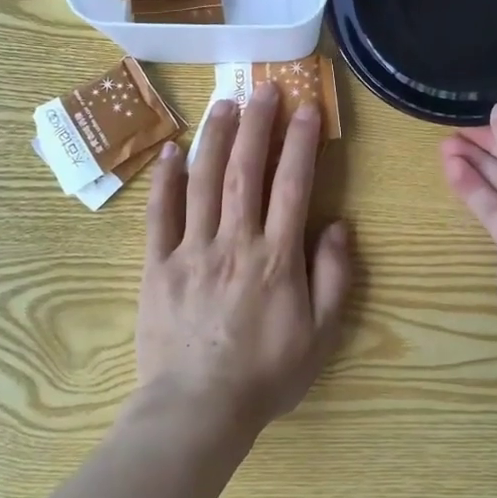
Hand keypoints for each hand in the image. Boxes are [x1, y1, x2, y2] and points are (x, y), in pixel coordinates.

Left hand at [136, 82, 353, 436]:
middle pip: (246, 170)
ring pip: (203, 181)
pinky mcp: (158, 265)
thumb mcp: (321, 335)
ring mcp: (192, 250)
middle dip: (257, 124)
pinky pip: (159, 215)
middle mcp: (234, 241)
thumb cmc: (266, 373)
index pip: (292, 184)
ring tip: (224, 102)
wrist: (198, 410)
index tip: (307, 107)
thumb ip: (334, 277)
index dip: (301, 141)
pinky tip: (171, 151)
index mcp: (276, 256)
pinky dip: (165, 180)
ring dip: (215, 138)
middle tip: (263, 87)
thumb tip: (338, 225)